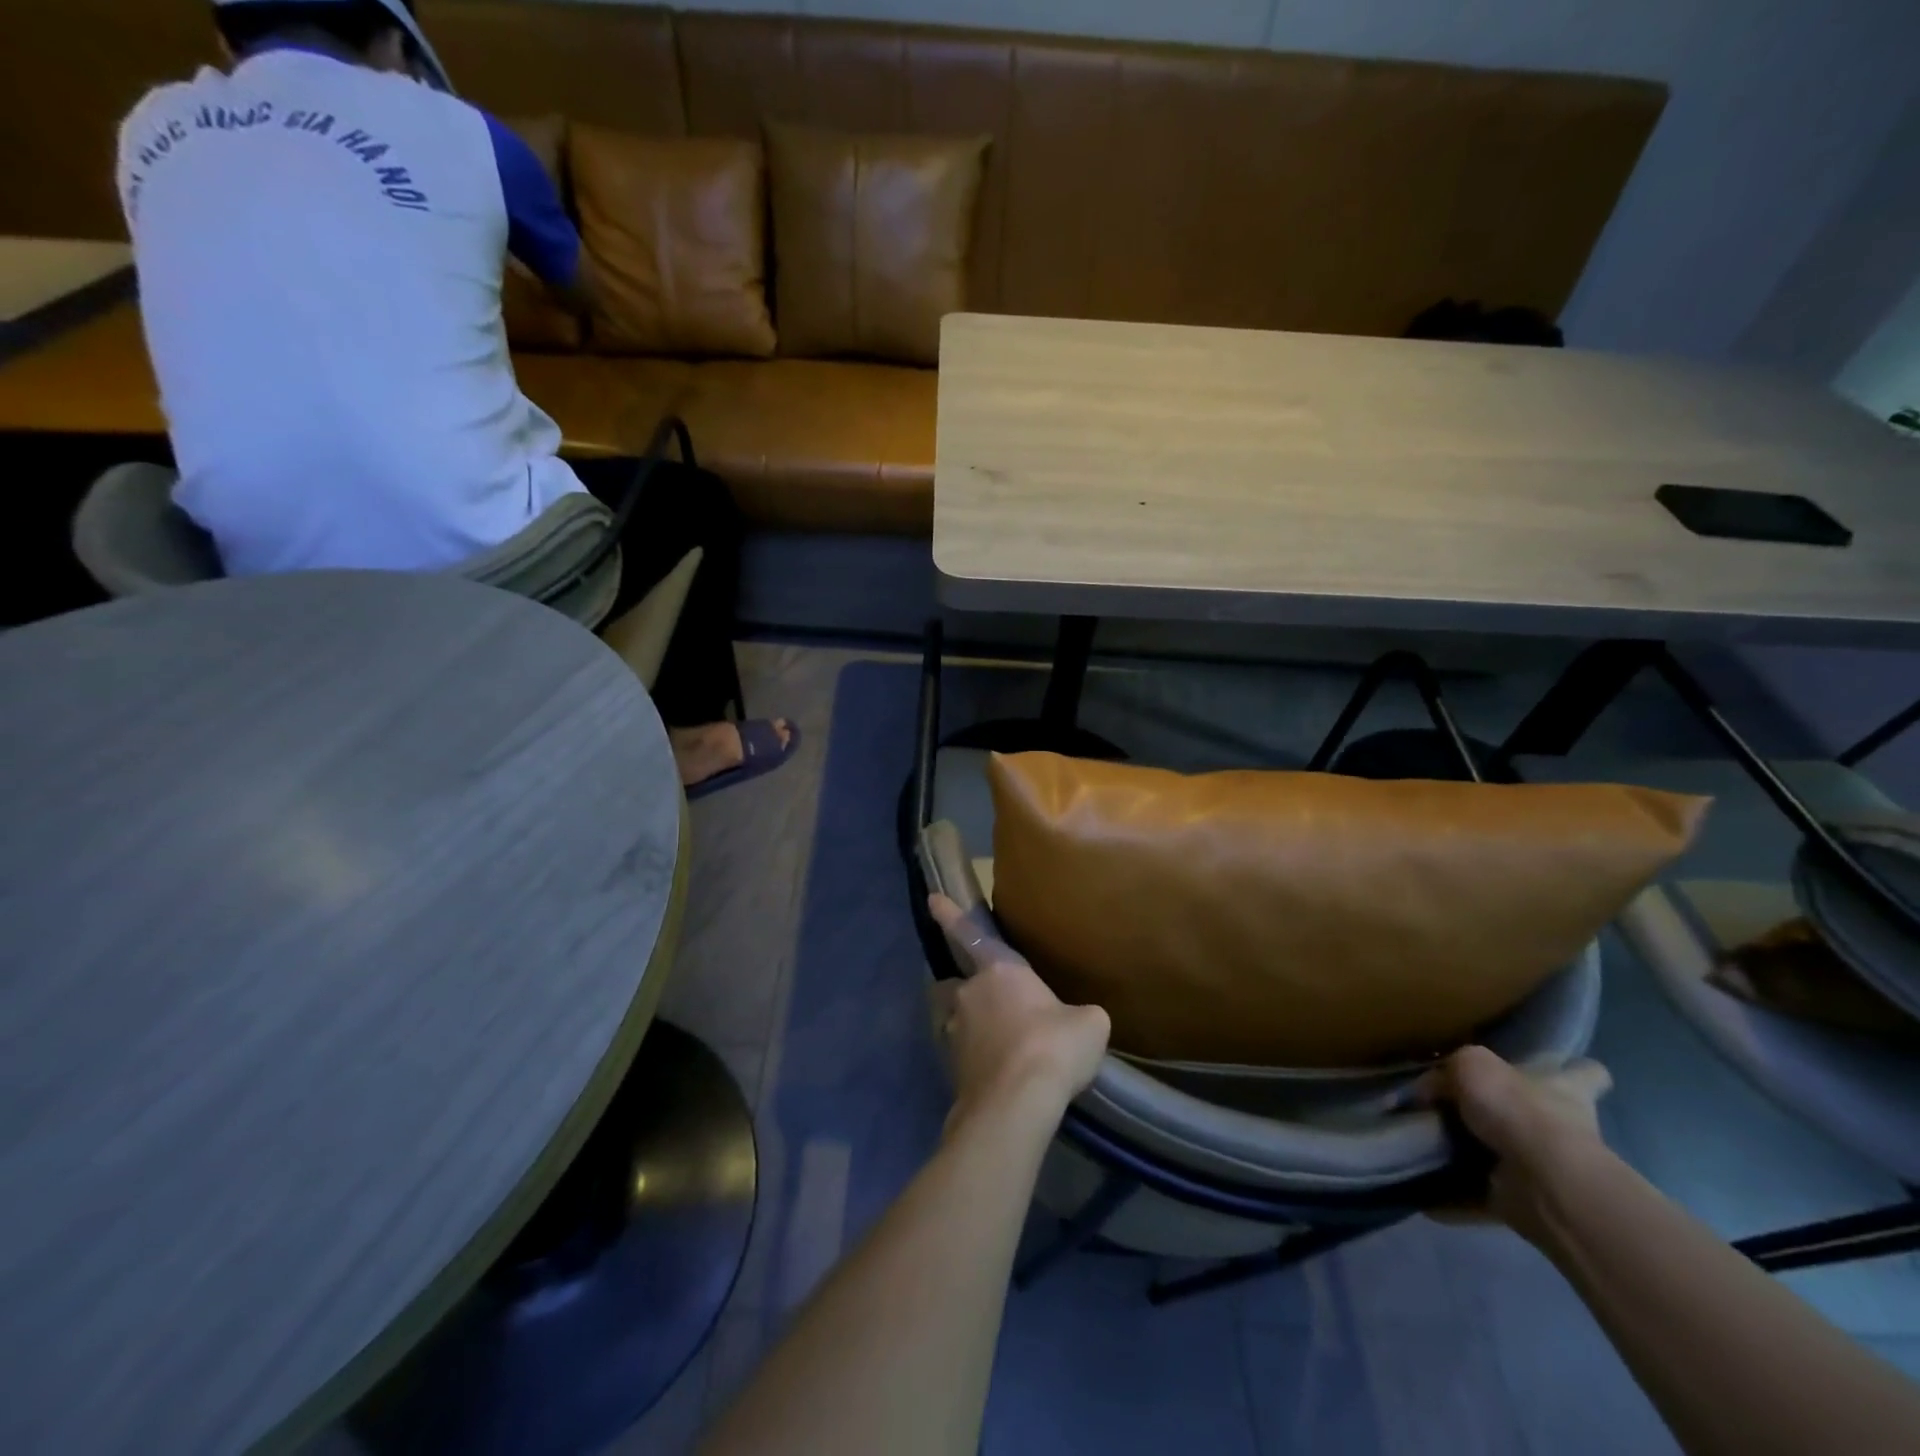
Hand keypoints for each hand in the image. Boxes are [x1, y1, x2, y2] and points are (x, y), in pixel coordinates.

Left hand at [927, 894, 1110, 1131]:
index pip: (971, 934)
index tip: (931, 898)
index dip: (950, 915)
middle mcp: (970, 993)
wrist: (1016, 1104)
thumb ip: (1080, 1014)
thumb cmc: (1053, 1047)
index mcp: (1000, 970)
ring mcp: (955, 1031)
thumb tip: (1078, 1022)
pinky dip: (981, 1061)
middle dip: (974, 992)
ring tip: (1005, 1050)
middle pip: (962, 984)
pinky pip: (966, 1054)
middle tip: (1002, 1010)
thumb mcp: (1089, 1023)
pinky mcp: (951, 1067)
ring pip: (961, 1020)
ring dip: (977, 1028)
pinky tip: (1004, 1078)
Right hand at [1420, 1045, 1613, 1241]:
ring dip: (1473, 1158)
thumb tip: (1427, 1093)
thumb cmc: (1517, 1108)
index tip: (1552, 1070)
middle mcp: (1562, 1128)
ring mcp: (1547, 1169)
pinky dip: (1453, 1199)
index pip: (1585, 1073)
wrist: (1543, 1180)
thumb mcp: (1469, 1065)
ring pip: (1508, 1159)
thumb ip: (1445, 1074)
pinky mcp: (1526, 1203)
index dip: (1573, 1069)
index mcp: (1562, 1088)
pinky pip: (1481, 1198)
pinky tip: (1420, 1193)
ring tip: (1424, 1148)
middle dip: (1510, 1117)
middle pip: (1543, 1117)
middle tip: (1461, 1112)